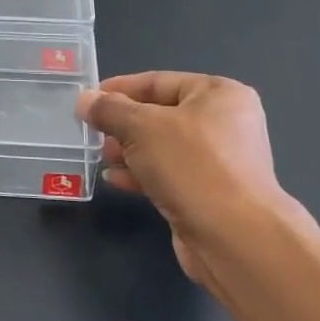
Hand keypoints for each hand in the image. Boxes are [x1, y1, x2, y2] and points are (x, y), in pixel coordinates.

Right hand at [76, 73, 316, 295]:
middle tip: (92, 132)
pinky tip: (114, 180)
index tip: (89, 99)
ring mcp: (219, 162)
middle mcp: (225, 124)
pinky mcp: (209, 194)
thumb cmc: (192, 166)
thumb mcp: (142, 127)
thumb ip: (109, 110)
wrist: (235, 239)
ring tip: (101, 156)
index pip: (159, 82)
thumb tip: (84, 99)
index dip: (120, 89)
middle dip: (123, 124)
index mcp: (219, 94)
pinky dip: (142, 174)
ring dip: (129, 151)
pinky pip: (168, 174)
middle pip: (160, 115)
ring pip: (162, 147)